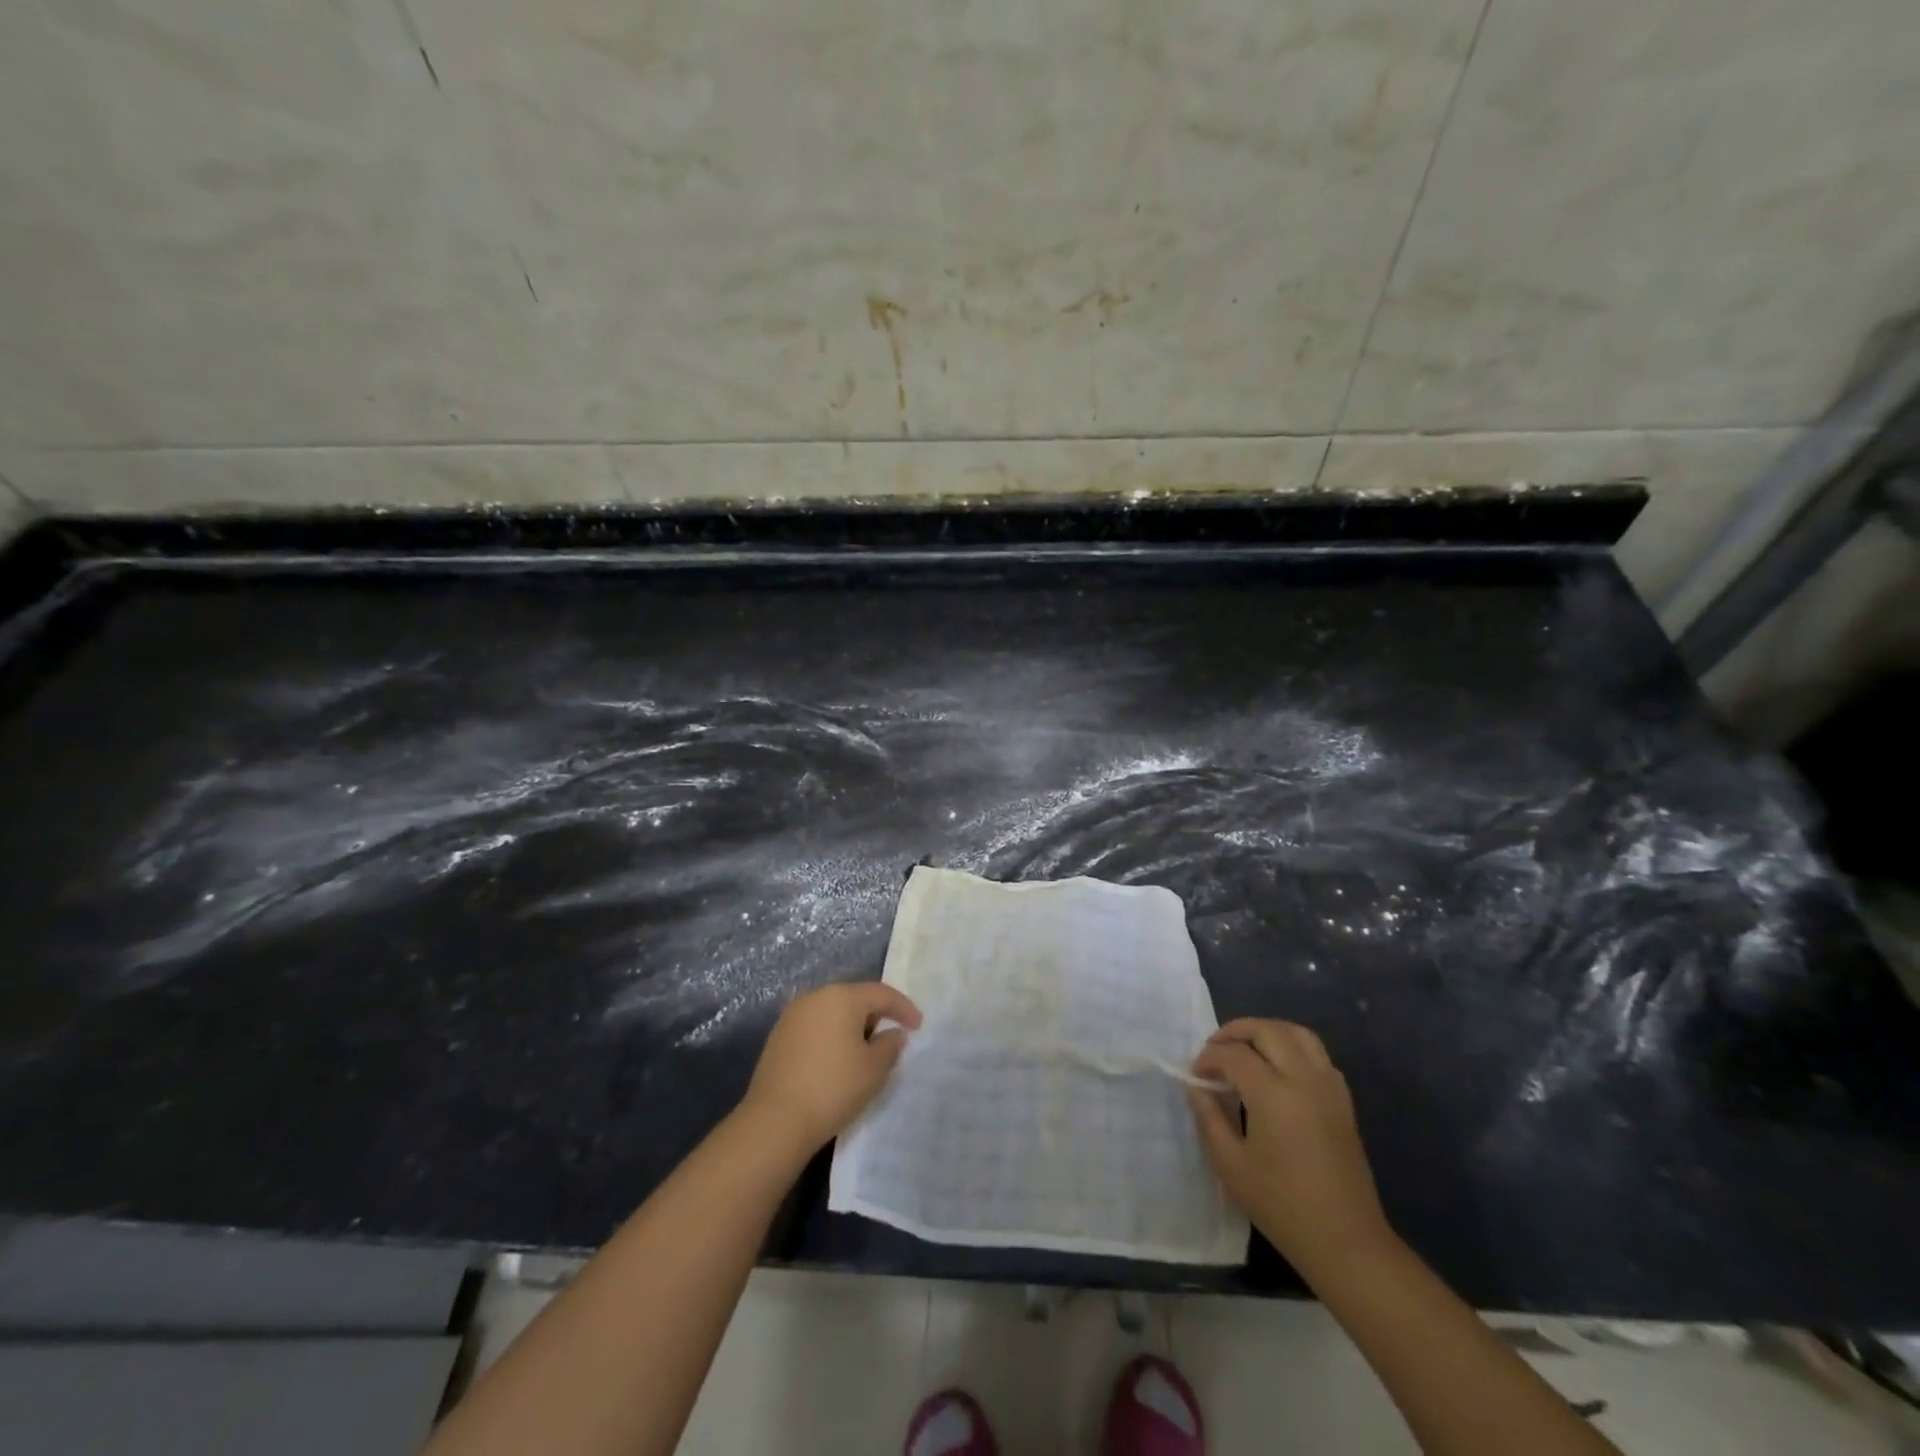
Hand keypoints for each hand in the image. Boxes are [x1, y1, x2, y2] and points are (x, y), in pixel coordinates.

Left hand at [738, 981, 922, 1158]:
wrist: (775, 1121)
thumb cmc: (833, 1088)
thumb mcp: (874, 1069)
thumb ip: (890, 1045)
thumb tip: (892, 1033)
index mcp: (842, 996)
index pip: (881, 993)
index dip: (904, 1008)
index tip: (918, 1026)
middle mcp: (815, 996)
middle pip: (855, 998)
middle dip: (876, 1016)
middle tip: (891, 1038)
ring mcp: (793, 1015)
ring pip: (833, 1012)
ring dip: (852, 1027)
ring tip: (864, 1051)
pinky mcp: (778, 1036)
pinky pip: (815, 1027)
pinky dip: (831, 1037)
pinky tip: (836, 1060)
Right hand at [1189, 1018, 1392, 1279]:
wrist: (1346, 1243)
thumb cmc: (1282, 1206)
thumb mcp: (1231, 1165)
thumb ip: (1209, 1117)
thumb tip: (1196, 1086)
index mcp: (1273, 1094)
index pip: (1233, 1054)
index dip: (1208, 1058)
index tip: (1196, 1076)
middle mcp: (1304, 1079)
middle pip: (1267, 1030)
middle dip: (1235, 1032)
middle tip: (1215, 1051)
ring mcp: (1329, 1088)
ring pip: (1297, 1033)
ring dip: (1267, 1032)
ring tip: (1246, 1050)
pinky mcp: (1343, 1101)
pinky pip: (1317, 1055)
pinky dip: (1293, 1048)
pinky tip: (1278, 1071)